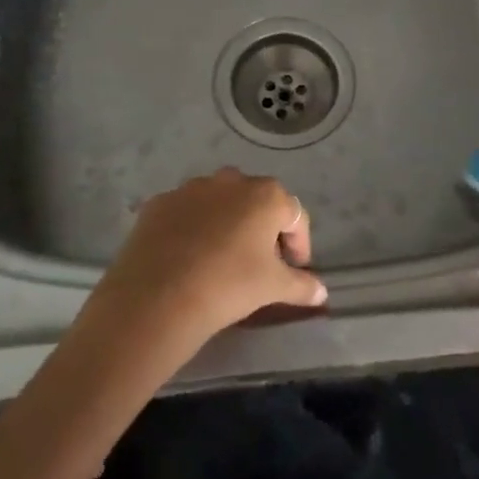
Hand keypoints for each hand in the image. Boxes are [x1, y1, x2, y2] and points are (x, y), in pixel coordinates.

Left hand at [84, 169, 326, 354]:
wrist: (157, 297)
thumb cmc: (229, 285)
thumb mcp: (273, 288)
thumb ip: (301, 285)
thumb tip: (321, 292)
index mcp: (266, 195)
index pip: (295, 216)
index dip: (299, 245)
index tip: (295, 270)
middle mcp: (231, 181)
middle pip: (257, 203)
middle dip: (263, 229)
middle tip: (260, 263)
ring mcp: (191, 188)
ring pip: (219, 203)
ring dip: (226, 224)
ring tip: (221, 260)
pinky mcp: (159, 203)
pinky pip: (185, 213)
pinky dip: (192, 229)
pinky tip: (187, 258)